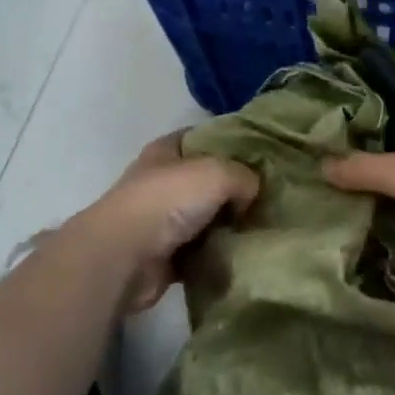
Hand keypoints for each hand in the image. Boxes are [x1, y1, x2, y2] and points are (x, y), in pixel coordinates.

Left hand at [77, 132, 258, 313]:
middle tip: (269, 197)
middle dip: (236, 189)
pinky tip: (244, 254)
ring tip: (263, 228)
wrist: (125, 257)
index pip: (203, 137)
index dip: (231, 143)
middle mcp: (162, 181)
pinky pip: (202, 251)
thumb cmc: (167, 201)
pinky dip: (218, 254)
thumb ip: (243, 176)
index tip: (263, 156)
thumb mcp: (216, 172)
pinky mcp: (166, 255)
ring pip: (207, 217)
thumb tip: (251, 194)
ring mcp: (162, 220)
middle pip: (208, 180)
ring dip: (229, 225)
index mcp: (166, 151)